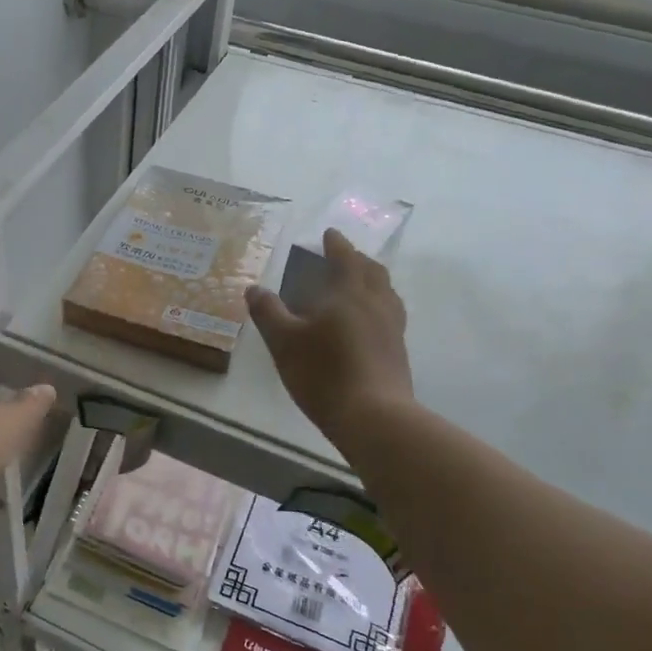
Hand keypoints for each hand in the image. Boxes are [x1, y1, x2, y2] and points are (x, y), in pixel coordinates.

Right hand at [245, 229, 414, 445]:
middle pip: (373, 271)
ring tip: (358, 285)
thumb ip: (268, 312)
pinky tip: (367, 322)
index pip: (345, 258)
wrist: (373, 416)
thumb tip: (254, 288)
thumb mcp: (284, 341)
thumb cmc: (324, 372)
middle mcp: (376, 303)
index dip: (336, 244)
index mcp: (349, 293)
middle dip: (357, 259)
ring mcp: (392, 328)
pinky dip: (377, 305)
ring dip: (372, 281)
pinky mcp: (397, 351)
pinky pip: (389, 315)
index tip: (329, 234)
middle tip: (344, 256)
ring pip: (386, 293)